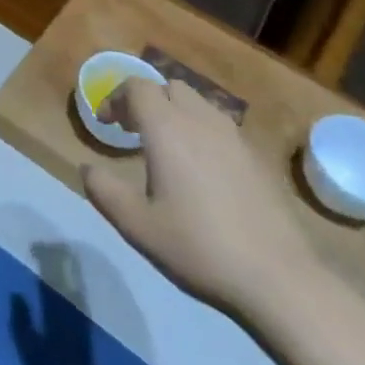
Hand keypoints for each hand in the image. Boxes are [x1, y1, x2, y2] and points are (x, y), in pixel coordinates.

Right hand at [82, 78, 317, 314]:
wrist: (278, 278)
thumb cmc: (198, 247)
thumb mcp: (137, 225)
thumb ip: (104, 191)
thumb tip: (87, 168)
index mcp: (167, 129)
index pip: (137, 87)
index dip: (116, 98)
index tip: (107, 125)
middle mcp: (201, 121)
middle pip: (169, 87)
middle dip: (147, 100)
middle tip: (134, 131)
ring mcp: (234, 137)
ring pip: (198, 103)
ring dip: (176, 113)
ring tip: (166, 148)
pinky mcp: (256, 157)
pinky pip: (220, 126)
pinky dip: (201, 131)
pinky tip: (201, 170)